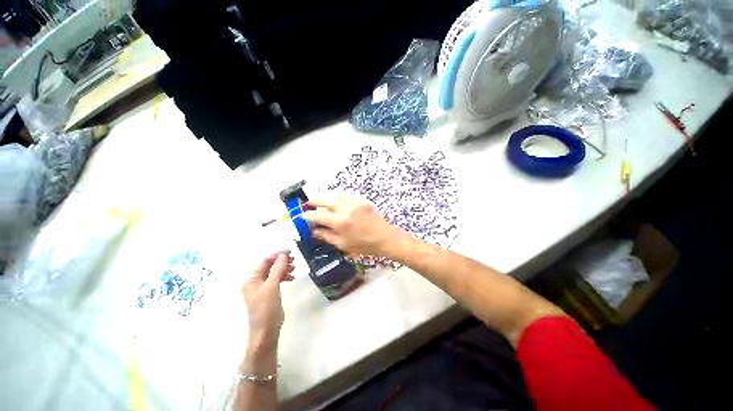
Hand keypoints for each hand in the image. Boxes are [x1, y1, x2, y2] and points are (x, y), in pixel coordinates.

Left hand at [241, 251, 294, 348]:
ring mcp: (262, 288)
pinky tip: (291, 278)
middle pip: (269, 266)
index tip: (290, 252)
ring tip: (294, 269)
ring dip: (284, 268)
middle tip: (294, 260)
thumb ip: (277, 269)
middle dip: (281, 261)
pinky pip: (277, 279)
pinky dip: (284, 276)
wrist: (266, 331)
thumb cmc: (266, 308)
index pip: (264, 261)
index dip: (276, 255)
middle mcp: (255, 282)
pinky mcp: (269, 293)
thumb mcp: (272, 286)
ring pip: (274, 272)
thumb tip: (283, 255)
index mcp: (252, 279)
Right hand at [303, 194, 403, 256]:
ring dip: (325, 197)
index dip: (307, 215)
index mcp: (339, 222)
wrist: (385, 238)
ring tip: (320, 202)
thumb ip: (326, 236)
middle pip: (323, 199)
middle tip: (308, 204)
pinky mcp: (362, 200)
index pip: (317, 215)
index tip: (303, 216)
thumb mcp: (343, 244)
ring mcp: (354, 202)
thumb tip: (314, 230)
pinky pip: (346, 195)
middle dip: (313, 200)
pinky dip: (338, 197)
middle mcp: (345, 209)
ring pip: (334, 194)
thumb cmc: (364, 245)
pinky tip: (336, 202)